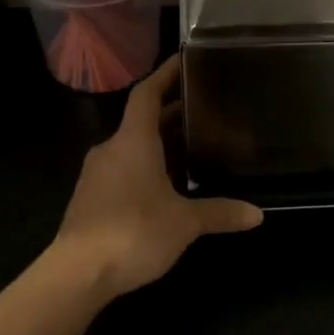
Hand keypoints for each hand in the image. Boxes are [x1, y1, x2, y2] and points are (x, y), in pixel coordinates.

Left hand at [50, 56, 262, 300]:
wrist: (76, 274)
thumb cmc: (133, 232)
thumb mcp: (184, 222)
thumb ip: (220, 213)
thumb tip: (258, 214)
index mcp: (133, 141)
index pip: (147, 94)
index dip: (164, 74)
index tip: (183, 60)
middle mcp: (111, 149)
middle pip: (141, 120)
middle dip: (170, 113)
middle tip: (202, 109)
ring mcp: (96, 175)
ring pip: (131, 147)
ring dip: (157, 142)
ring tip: (190, 147)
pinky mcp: (90, 199)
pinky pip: (122, 169)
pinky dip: (145, 166)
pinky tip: (164, 186)